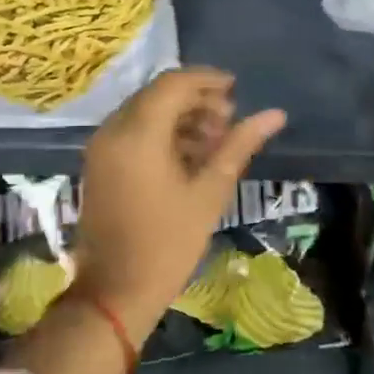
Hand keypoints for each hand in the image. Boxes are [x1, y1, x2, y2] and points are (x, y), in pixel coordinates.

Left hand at [73, 68, 287, 338]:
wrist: (114, 293)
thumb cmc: (168, 244)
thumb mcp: (209, 193)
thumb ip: (239, 145)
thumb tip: (275, 115)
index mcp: (138, 133)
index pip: (174, 83)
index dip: (207, 80)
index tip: (236, 91)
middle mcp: (113, 129)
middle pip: (158, 93)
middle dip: (196, 100)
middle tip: (229, 121)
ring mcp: (101, 146)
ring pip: (145, 110)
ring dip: (180, 116)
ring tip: (214, 141)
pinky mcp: (98, 162)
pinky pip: (132, 129)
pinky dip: (160, 132)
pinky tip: (188, 155)